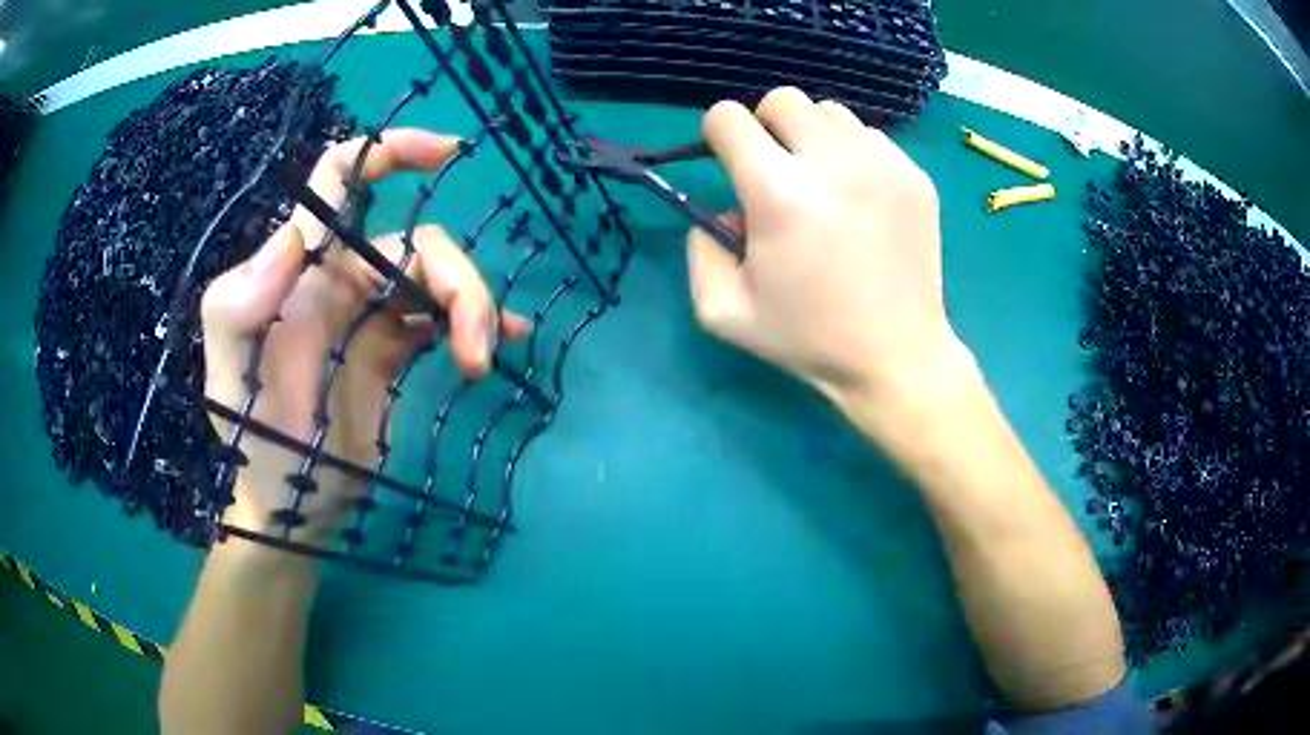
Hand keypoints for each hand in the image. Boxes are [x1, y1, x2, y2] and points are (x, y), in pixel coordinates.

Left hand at [201, 129, 527, 540]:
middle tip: (473, 347)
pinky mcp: (393, 352)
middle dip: (456, 281)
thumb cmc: (251, 439)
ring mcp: (369, 315)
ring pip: (437, 281)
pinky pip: (441, 320)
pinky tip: (499, 345)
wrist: (287, 502)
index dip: (390, 152)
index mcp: (300, 268)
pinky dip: (474, 325)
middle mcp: (338, 278)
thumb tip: (297, 235)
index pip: (341, 179)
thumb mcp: (230, 372)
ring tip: (480, 362)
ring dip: (472, 309)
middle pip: (416, 244)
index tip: (447, 153)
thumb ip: (241, 303)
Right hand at [688, 88, 972, 409]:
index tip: (730, 164)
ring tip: (821, 182)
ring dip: (811, 137)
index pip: (728, 117)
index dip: (718, 136)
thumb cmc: (808, 339)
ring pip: (828, 112)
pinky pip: (869, 136)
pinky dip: (852, 154)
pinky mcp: (914, 175)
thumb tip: (725, 209)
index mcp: (778, 195)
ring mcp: (881, 165)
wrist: (896, 358)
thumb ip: (700, 247)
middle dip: (766, 126)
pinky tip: (858, 196)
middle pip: (782, 99)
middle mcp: (831, 164)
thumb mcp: (723, 310)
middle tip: (776, 170)